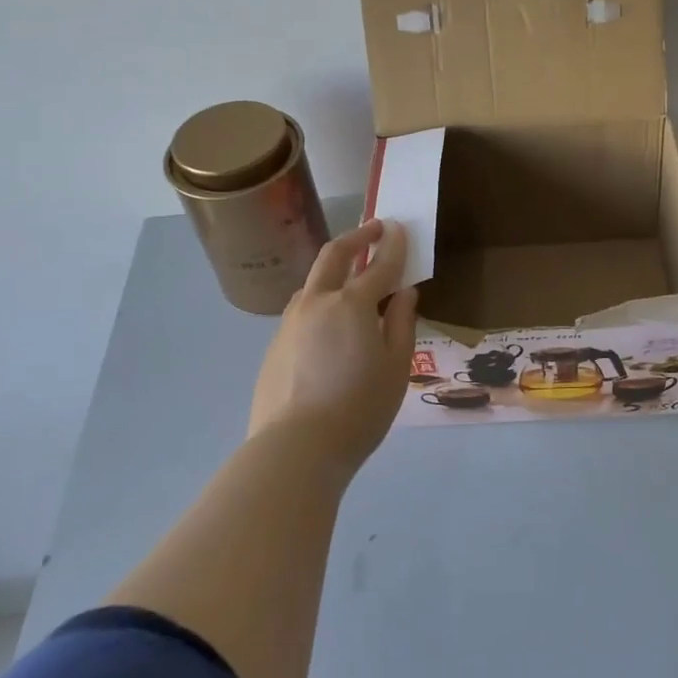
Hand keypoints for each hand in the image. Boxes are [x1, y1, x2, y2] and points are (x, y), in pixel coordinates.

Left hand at [248, 219, 419, 475]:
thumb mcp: (396, 366)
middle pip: (334, 256)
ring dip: (334, 270)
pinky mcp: (274, 346)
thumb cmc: (359, 407)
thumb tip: (403, 294)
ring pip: (313, 283)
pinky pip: (302, 312)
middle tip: (373, 229)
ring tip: (351, 279)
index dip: (393, 245)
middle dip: (356, 237)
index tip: (401, 228)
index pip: (379, 265)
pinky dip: (321, 303)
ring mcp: (290, 323)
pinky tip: (330, 326)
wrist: (296, 449)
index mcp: (352, 304)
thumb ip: (401, 323)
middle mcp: (317, 303)